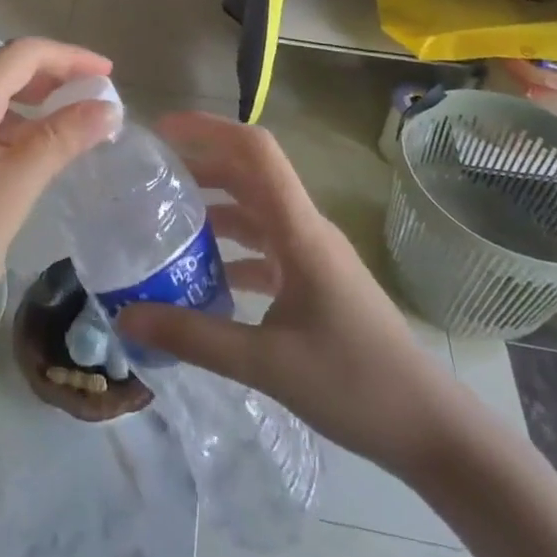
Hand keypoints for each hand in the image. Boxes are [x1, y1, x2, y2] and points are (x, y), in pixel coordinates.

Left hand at [0, 37, 118, 381]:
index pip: (21, 55)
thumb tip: (104, 106)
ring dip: (26, 110)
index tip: (110, 76)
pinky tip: (18, 167)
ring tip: (67, 138)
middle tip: (95, 107)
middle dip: (50, 81)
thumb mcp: (4, 201)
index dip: (69, 57)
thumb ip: (55, 145)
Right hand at [115, 112, 465, 474]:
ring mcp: (313, 255)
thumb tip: (126, 317)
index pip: (256, 151)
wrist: (430, 428)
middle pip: (249, 175)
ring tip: (165, 222)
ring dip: (214, 209)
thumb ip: (194, 337)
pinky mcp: (316, 282)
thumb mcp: (265, 363)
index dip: (209, 128)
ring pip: (256, 212)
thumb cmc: (355, 383)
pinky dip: (232, 251)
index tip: (163, 131)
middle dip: (200, 166)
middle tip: (150, 177)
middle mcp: (306, 229)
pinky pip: (266, 249)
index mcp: (299, 230)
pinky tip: (202, 278)